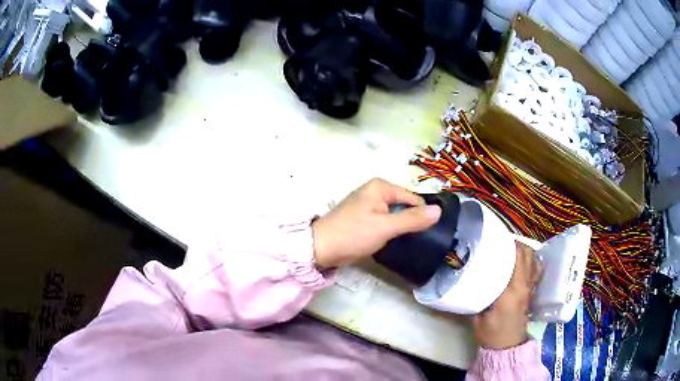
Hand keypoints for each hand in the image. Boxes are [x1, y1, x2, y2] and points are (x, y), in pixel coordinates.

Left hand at [312, 178, 441, 268]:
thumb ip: (412, 219)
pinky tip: (392, 242)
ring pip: (395, 215)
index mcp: (381, 186)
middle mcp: (375, 191)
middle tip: (415, 241)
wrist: (320, 249)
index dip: (421, 215)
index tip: (427, 234)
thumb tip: (439, 210)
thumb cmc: (353, 234)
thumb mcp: (385, 227)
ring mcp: (368, 205)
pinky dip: (390, 230)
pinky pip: (385, 221)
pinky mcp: (364, 218)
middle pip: (404, 206)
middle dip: (411, 221)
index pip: (413, 198)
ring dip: (401, 228)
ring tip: (406, 243)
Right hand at [472, 241, 541, 349]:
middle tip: (501, 242)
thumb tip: (470, 278)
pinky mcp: (532, 292)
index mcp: (512, 289)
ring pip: (534, 260)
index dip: (509, 243)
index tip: (496, 238)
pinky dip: (531, 262)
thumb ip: (477, 295)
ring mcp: (531, 288)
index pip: (517, 258)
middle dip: (516, 244)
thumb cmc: (491, 332)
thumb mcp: (478, 315)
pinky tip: (521, 263)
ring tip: (512, 249)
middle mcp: (525, 285)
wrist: (507, 346)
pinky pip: (535, 270)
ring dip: (525, 251)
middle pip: (528, 254)